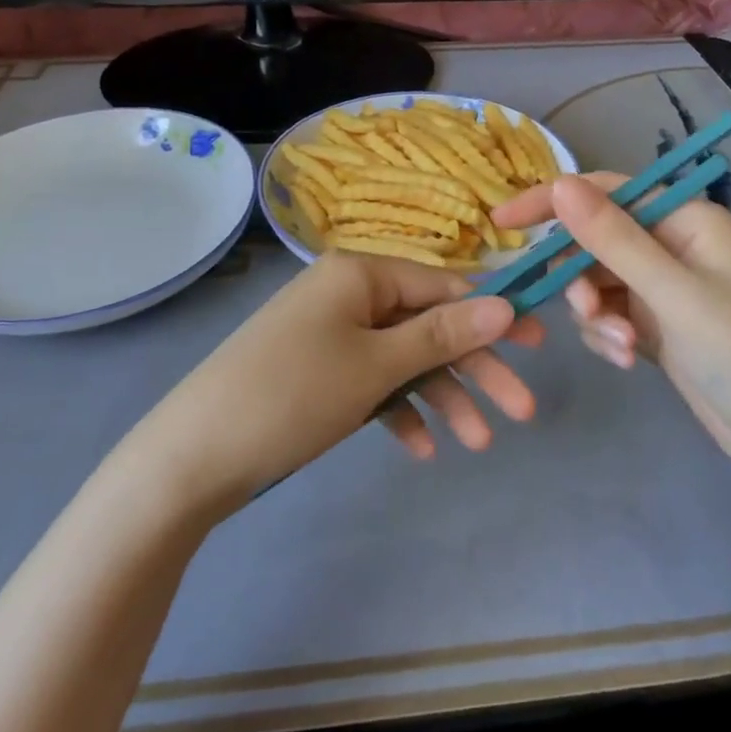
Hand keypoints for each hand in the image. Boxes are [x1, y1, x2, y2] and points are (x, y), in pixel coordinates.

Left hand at [131, 253, 543, 514]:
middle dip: (473, 368)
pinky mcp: (317, 371)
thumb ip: (442, 335)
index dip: (491, 314)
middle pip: (426, 325)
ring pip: (402, 359)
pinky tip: (418, 448)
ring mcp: (330, 333)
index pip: (442, 285)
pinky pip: (370, 382)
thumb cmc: (292, 395)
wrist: (192, 458)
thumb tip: (505, 304)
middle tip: (523, 411)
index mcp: (360, 273)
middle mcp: (347, 293)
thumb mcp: (376, 365)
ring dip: (440, 397)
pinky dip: (396, 410)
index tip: (538, 346)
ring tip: (475, 445)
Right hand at [492, 174, 730, 477]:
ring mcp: (660, 284)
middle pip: (595, 238)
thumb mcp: (673, 295)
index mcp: (684, 218)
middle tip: (585, 313)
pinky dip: (605, 334)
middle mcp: (670, 241)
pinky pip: (605, 312)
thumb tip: (558, 184)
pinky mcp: (652, 321)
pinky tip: (625, 359)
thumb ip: (613, 239)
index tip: (504, 222)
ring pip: (594, 280)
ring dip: (595, 313)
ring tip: (620, 346)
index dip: (553, 201)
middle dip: (582, 277)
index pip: (605, 191)